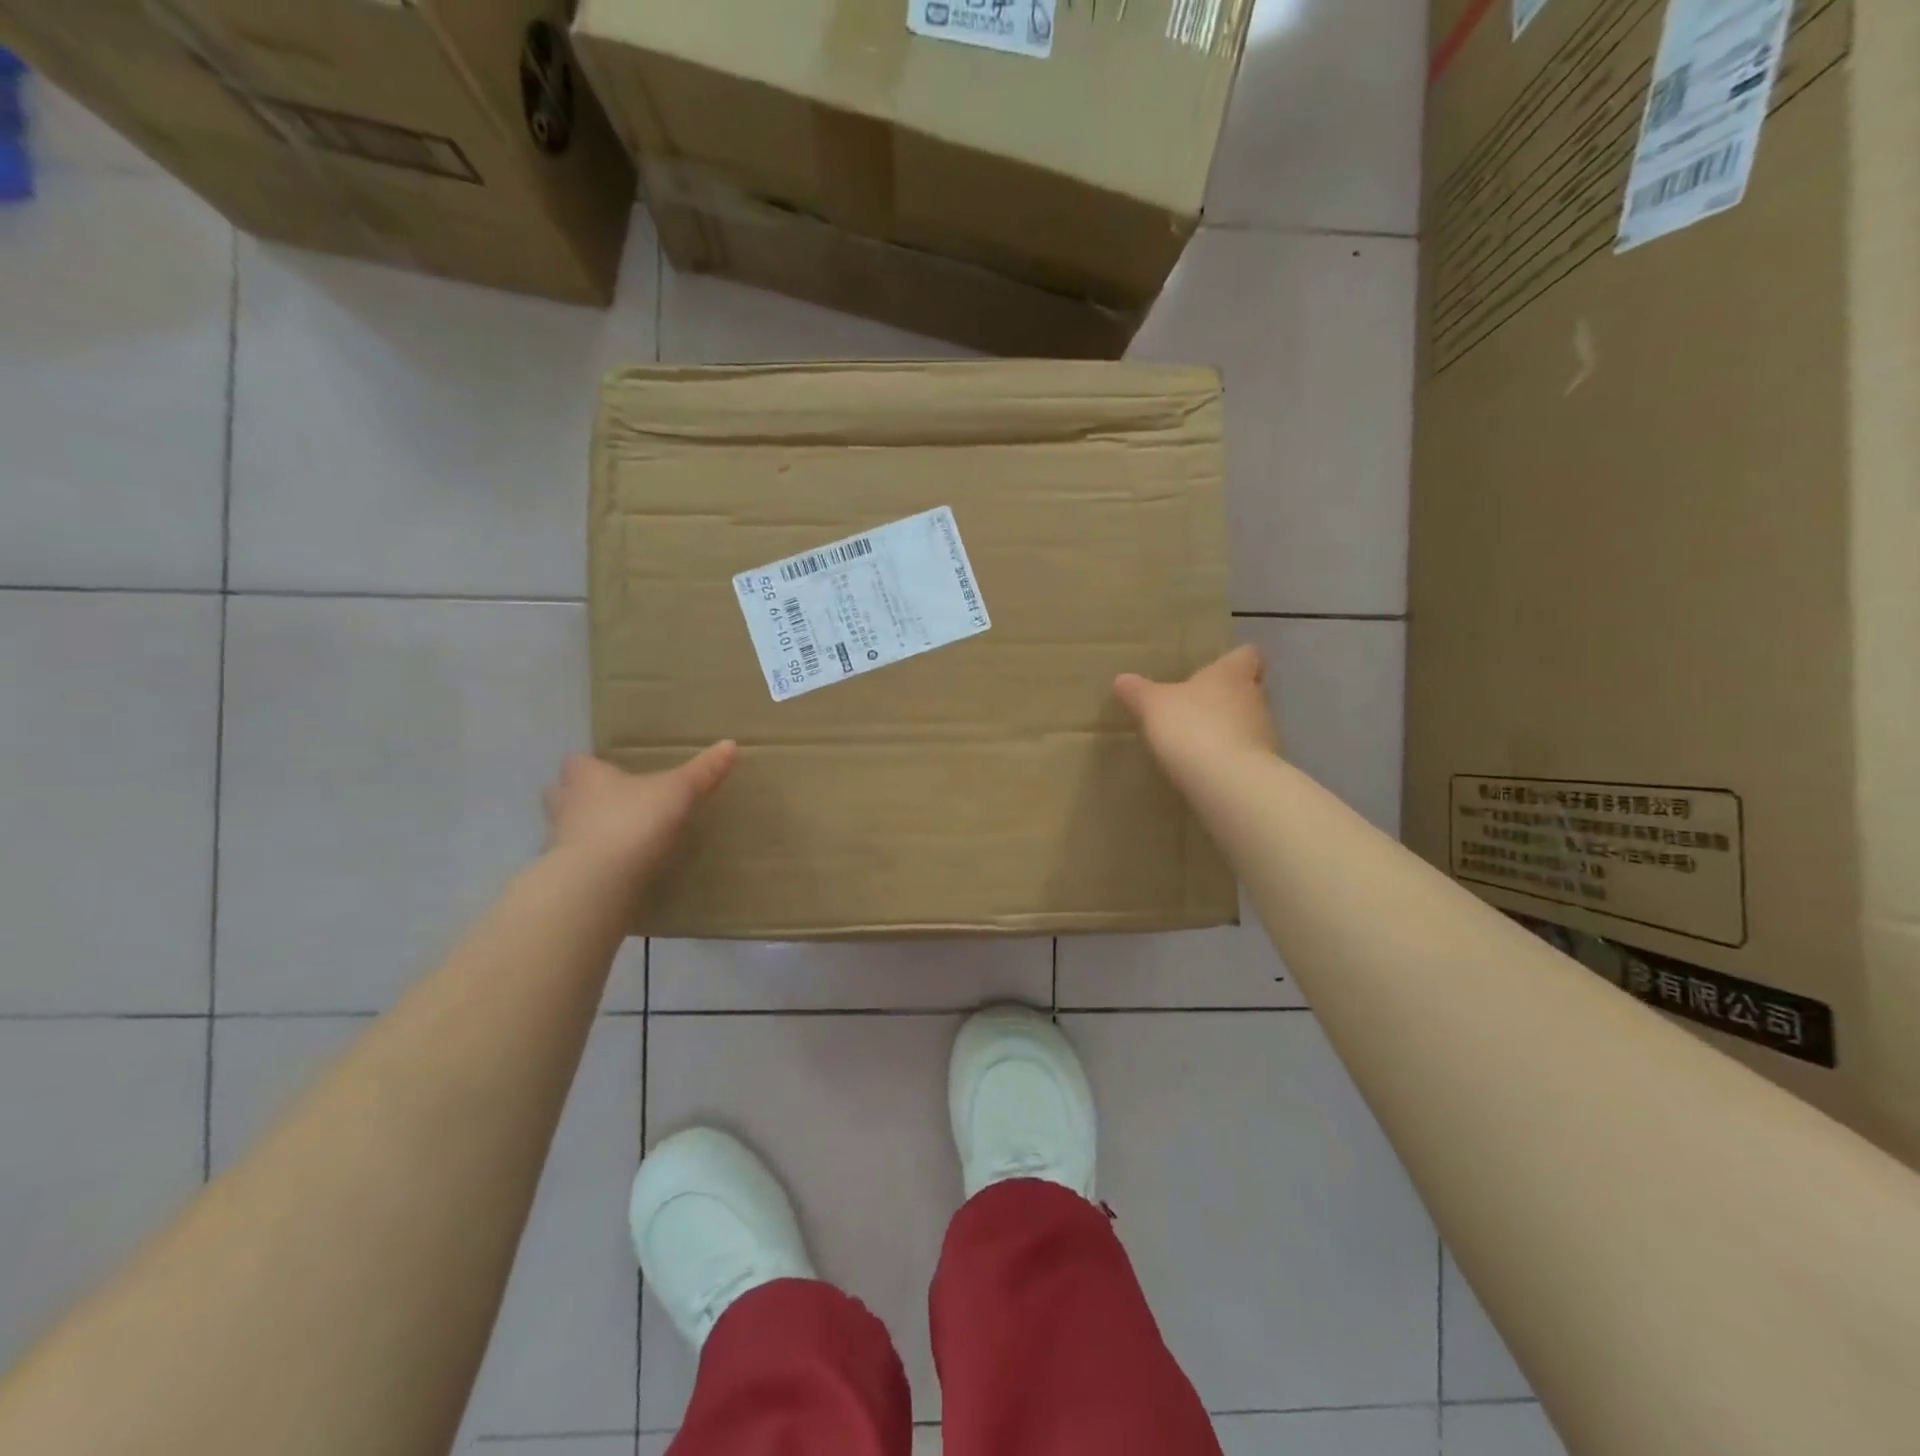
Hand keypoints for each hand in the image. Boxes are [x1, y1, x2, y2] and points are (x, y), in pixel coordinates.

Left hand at [542, 744, 737, 876]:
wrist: (598, 881)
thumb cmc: (634, 821)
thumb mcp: (677, 791)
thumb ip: (703, 771)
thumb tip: (731, 744)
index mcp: (587, 778)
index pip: (577, 763)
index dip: (591, 766)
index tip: (609, 771)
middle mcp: (566, 806)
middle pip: (560, 795)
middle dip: (578, 798)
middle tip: (606, 804)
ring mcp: (559, 844)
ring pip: (564, 831)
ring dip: (582, 833)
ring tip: (614, 841)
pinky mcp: (564, 878)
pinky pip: (576, 866)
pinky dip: (591, 867)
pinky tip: (614, 874)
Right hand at [1114, 646, 1279, 775]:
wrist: (1229, 781)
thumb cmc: (1192, 727)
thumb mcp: (1153, 706)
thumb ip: (1138, 692)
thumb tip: (1121, 679)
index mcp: (1232, 674)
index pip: (1247, 655)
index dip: (1235, 660)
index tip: (1219, 667)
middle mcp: (1255, 698)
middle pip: (1249, 689)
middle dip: (1228, 696)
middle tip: (1199, 705)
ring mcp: (1265, 734)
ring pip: (1249, 722)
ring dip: (1230, 729)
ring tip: (1199, 739)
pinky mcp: (1263, 766)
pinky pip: (1246, 754)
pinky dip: (1230, 757)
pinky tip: (1207, 768)